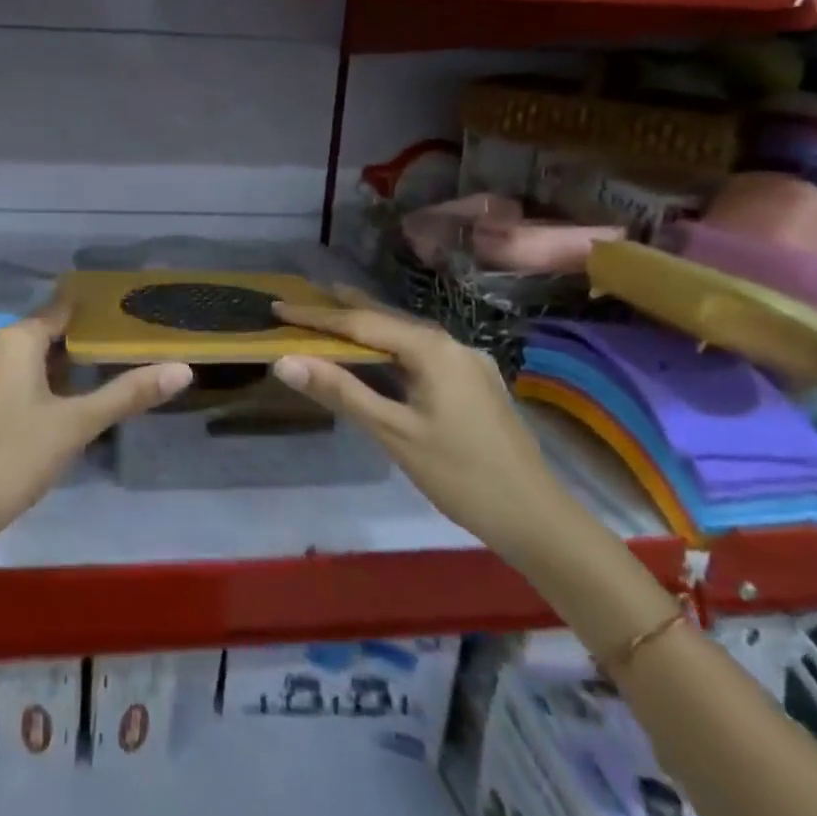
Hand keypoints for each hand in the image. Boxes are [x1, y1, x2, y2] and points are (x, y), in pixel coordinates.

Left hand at [0, 304, 191, 549]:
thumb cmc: (10, 457)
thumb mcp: (75, 426)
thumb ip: (127, 395)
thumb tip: (184, 370)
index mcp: (17, 339)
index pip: (66, 309)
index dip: (102, 312)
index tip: (137, 315)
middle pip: (52, 332)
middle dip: (91, 341)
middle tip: (138, 348)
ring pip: (37, 359)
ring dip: (71, 366)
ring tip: (115, 373)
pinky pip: (21, 377)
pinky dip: (49, 383)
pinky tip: (73, 404)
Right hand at [271, 287, 567, 562]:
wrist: (538, 520)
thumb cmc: (460, 475)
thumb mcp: (394, 433)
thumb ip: (340, 391)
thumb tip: (284, 360)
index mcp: (431, 349)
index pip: (360, 322)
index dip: (315, 316)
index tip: (278, 307)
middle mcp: (451, 343)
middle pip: (385, 318)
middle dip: (342, 308)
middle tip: (302, 296)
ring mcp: (467, 362)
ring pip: (405, 335)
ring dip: (366, 326)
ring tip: (332, 314)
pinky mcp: (475, 382)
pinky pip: (421, 352)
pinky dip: (390, 347)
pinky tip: (380, 354)